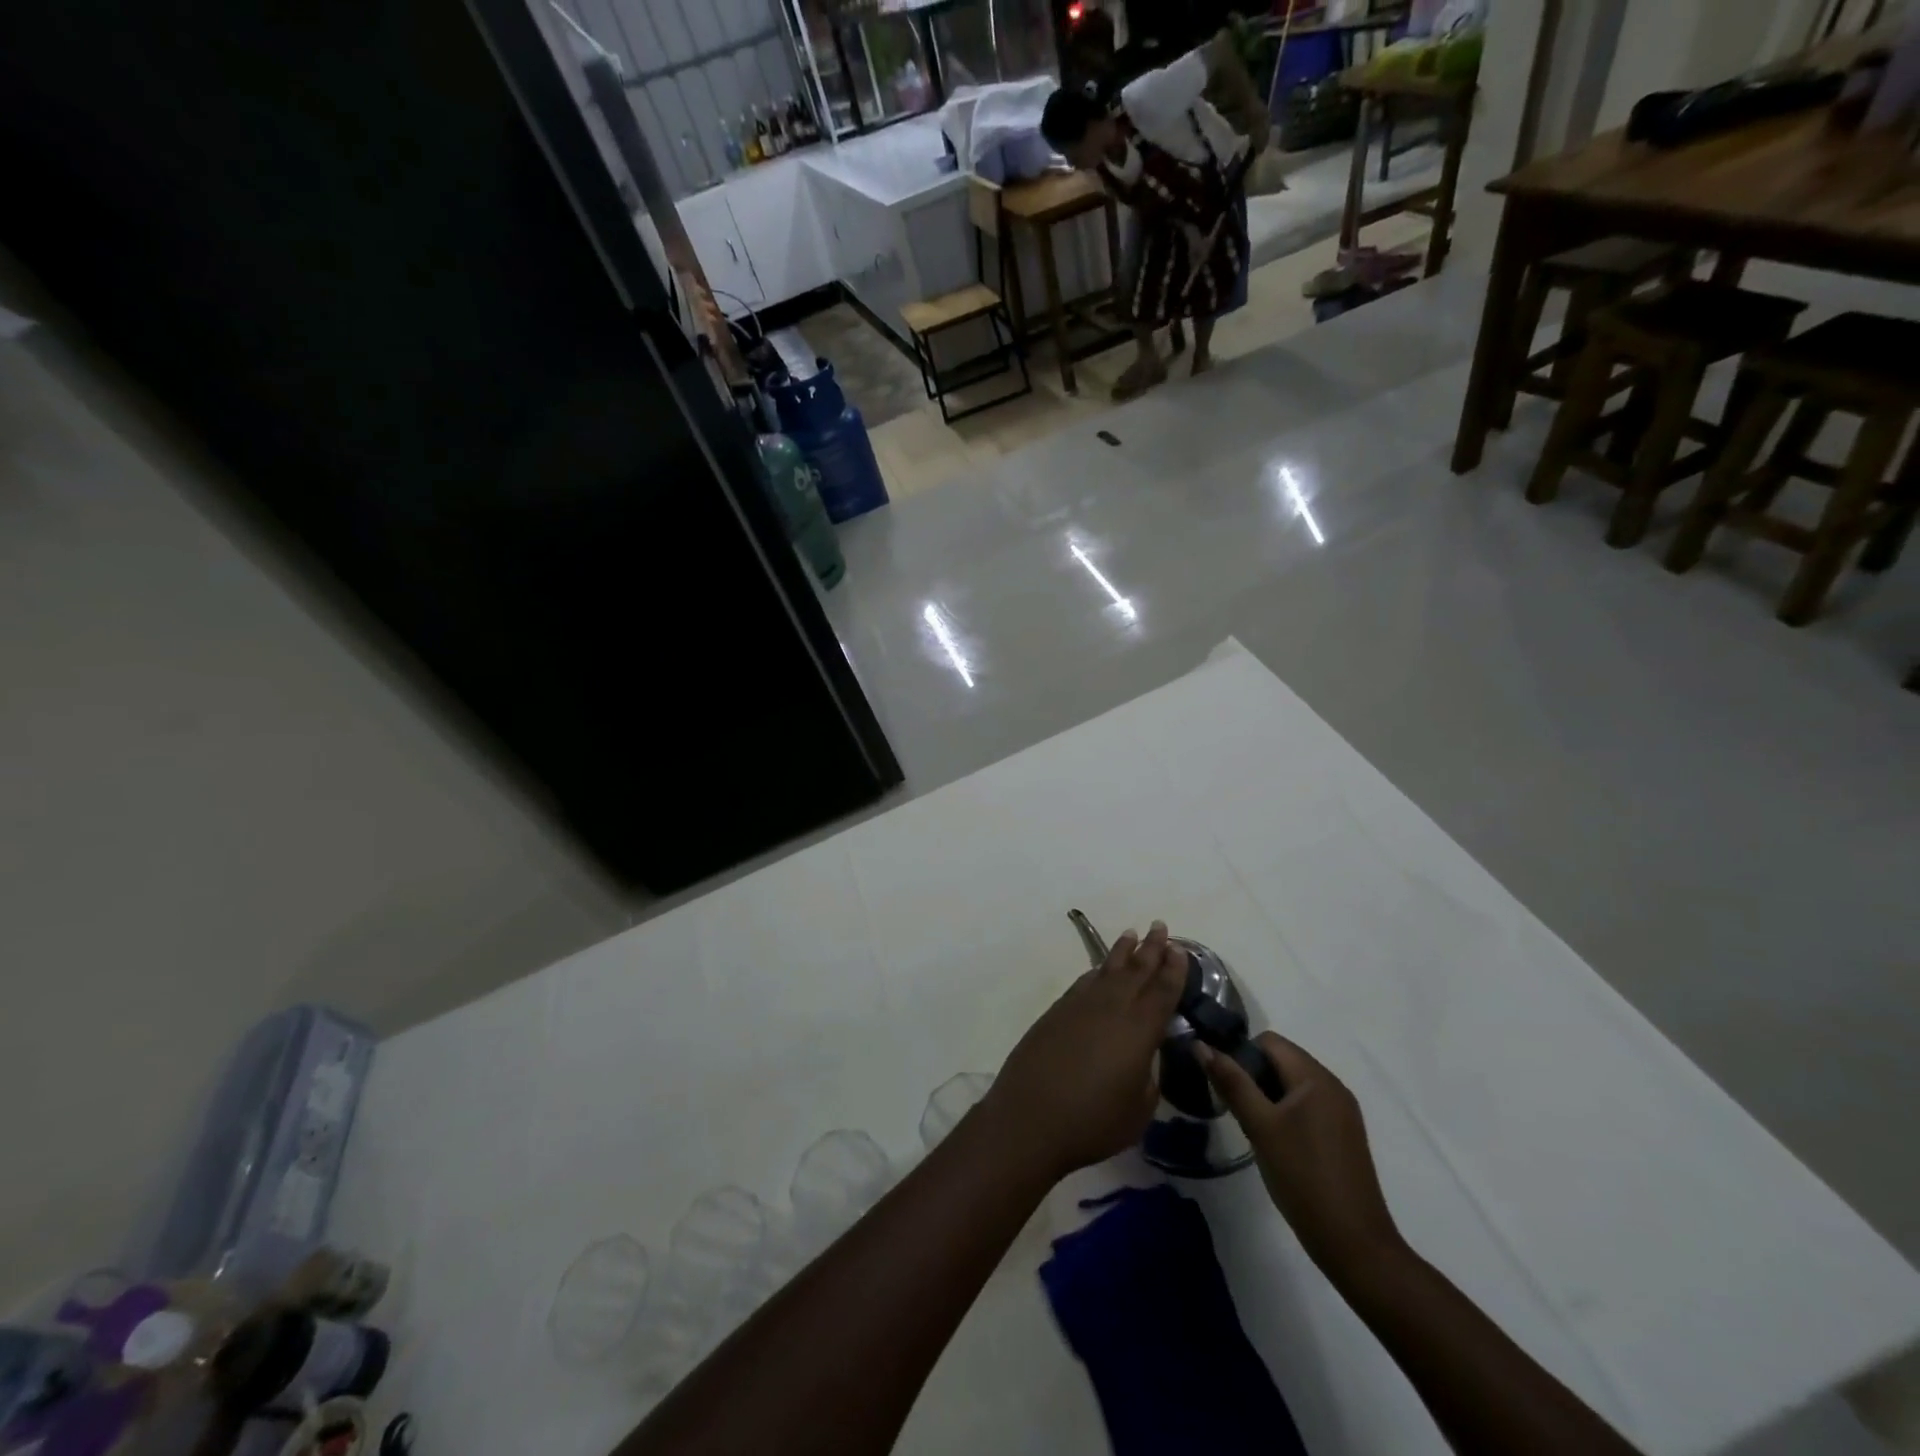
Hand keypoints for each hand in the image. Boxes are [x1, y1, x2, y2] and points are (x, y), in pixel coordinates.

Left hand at [982, 922, 1186, 1180]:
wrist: (1030, 1118)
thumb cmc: (1092, 1122)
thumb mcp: (1139, 1108)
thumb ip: (1149, 1075)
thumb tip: (1146, 1055)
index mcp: (1138, 1030)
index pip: (1162, 991)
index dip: (1173, 969)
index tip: (1180, 949)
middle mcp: (1111, 1008)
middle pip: (1135, 970)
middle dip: (1151, 948)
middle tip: (1160, 925)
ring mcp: (1080, 1006)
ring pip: (1106, 970)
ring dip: (1122, 952)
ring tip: (1131, 934)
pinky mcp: (1056, 1012)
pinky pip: (1084, 982)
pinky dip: (1097, 971)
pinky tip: (1100, 970)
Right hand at [1201, 1033, 1403, 1277]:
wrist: (1354, 1245)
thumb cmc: (1303, 1178)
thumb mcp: (1260, 1127)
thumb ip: (1231, 1082)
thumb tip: (1200, 1044)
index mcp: (1316, 1077)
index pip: (1269, 1041)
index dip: (1241, 1054)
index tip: (1226, 1086)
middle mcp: (1333, 1086)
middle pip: (1281, 1060)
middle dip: (1253, 1076)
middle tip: (1237, 1110)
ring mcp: (1342, 1112)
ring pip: (1292, 1084)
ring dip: (1267, 1096)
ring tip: (1253, 1128)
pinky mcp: (1343, 1134)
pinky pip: (1306, 1105)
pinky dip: (1285, 1112)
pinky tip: (1276, 1143)